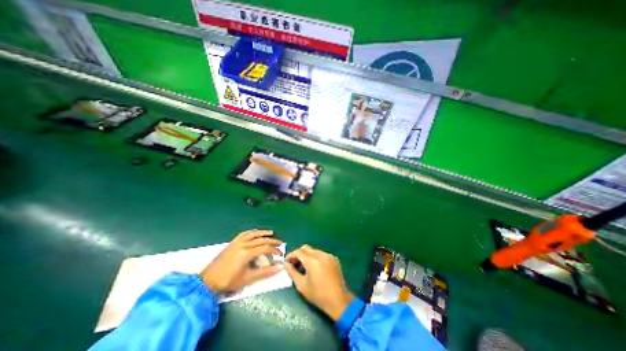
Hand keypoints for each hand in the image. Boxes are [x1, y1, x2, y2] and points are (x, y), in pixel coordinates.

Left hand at [201, 230, 283, 293]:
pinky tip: (255, 232)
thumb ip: (265, 272)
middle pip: (261, 240)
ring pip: (253, 234)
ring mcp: (236, 242)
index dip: (274, 250)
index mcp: (246, 253)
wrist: (207, 282)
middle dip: (272, 241)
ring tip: (271, 233)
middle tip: (280, 243)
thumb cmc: (228, 282)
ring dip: (263, 233)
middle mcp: (243, 244)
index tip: (280, 254)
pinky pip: (244, 234)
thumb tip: (279, 267)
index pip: (265, 248)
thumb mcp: (248, 279)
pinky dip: (252, 232)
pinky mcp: (232, 243)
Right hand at [286, 243, 353, 320]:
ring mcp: (328, 255)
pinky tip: (315, 268)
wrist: (338, 300)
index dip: (291, 255)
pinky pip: (322, 254)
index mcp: (312, 260)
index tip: (287, 261)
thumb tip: (286, 264)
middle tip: (295, 263)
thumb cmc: (318, 295)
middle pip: (306, 248)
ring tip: (305, 267)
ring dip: (307, 255)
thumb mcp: (301, 285)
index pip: (298, 252)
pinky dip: (316, 257)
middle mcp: (320, 254)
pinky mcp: (334, 258)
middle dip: (299, 254)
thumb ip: (292, 272)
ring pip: (314, 250)